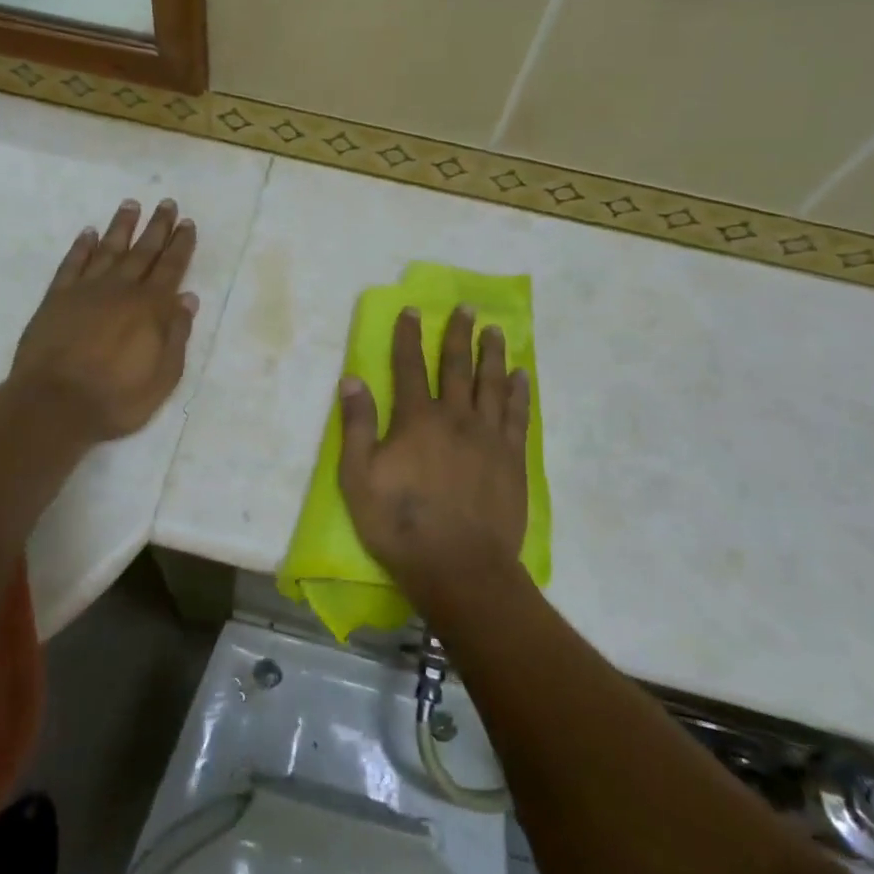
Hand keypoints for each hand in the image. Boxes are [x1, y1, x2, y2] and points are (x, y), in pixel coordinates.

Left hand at [8, 198, 199, 441]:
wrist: (53, 405)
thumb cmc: (115, 399)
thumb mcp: (163, 377)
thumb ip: (177, 335)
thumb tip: (188, 298)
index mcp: (150, 308)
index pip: (171, 268)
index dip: (181, 245)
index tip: (187, 223)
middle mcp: (121, 289)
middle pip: (143, 251)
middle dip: (157, 227)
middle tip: (167, 203)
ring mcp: (86, 290)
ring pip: (109, 249)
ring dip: (122, 226)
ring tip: (131, 205)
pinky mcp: (57, 298)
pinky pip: (72, 264)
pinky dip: (82, 247)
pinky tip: (88, 233)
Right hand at [337, 305, 529, 613]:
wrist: (460, 566)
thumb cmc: (401, 524)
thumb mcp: (358, 478)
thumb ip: (356, 426)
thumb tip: (352, 379)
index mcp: (416, 419)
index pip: (409, 366)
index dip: (408, 336)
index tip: (412, 310)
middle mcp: (455, 417)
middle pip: (456, 366)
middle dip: (458, 334)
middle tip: (467, 307)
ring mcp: (488, 437)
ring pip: (491, 383)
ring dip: (491, 354)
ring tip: (495, 331)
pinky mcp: (512, 458)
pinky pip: (517, 414)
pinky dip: (518, 391)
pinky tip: (520, 375)